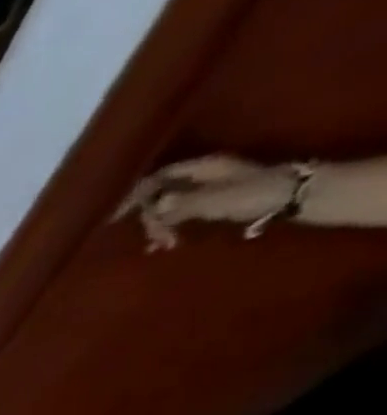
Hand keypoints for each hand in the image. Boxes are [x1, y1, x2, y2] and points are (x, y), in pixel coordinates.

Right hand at [116, 154, 298, 248]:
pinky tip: (167, 244)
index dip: (136, 196)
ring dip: (159, 228)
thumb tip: (154, 208)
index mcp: (201, 168)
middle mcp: (200, 175)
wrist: (295, 197)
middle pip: (159, 195)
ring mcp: (205, 189)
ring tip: (163, 245)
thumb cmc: (255, 194)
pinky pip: (178, 215)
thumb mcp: (216, 199)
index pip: (158, 178)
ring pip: (167, 207)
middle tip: (153, 239)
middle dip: (150, 218)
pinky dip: (169, 229)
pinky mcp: (211, 203)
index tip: (118, 217)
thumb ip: (183, 203)